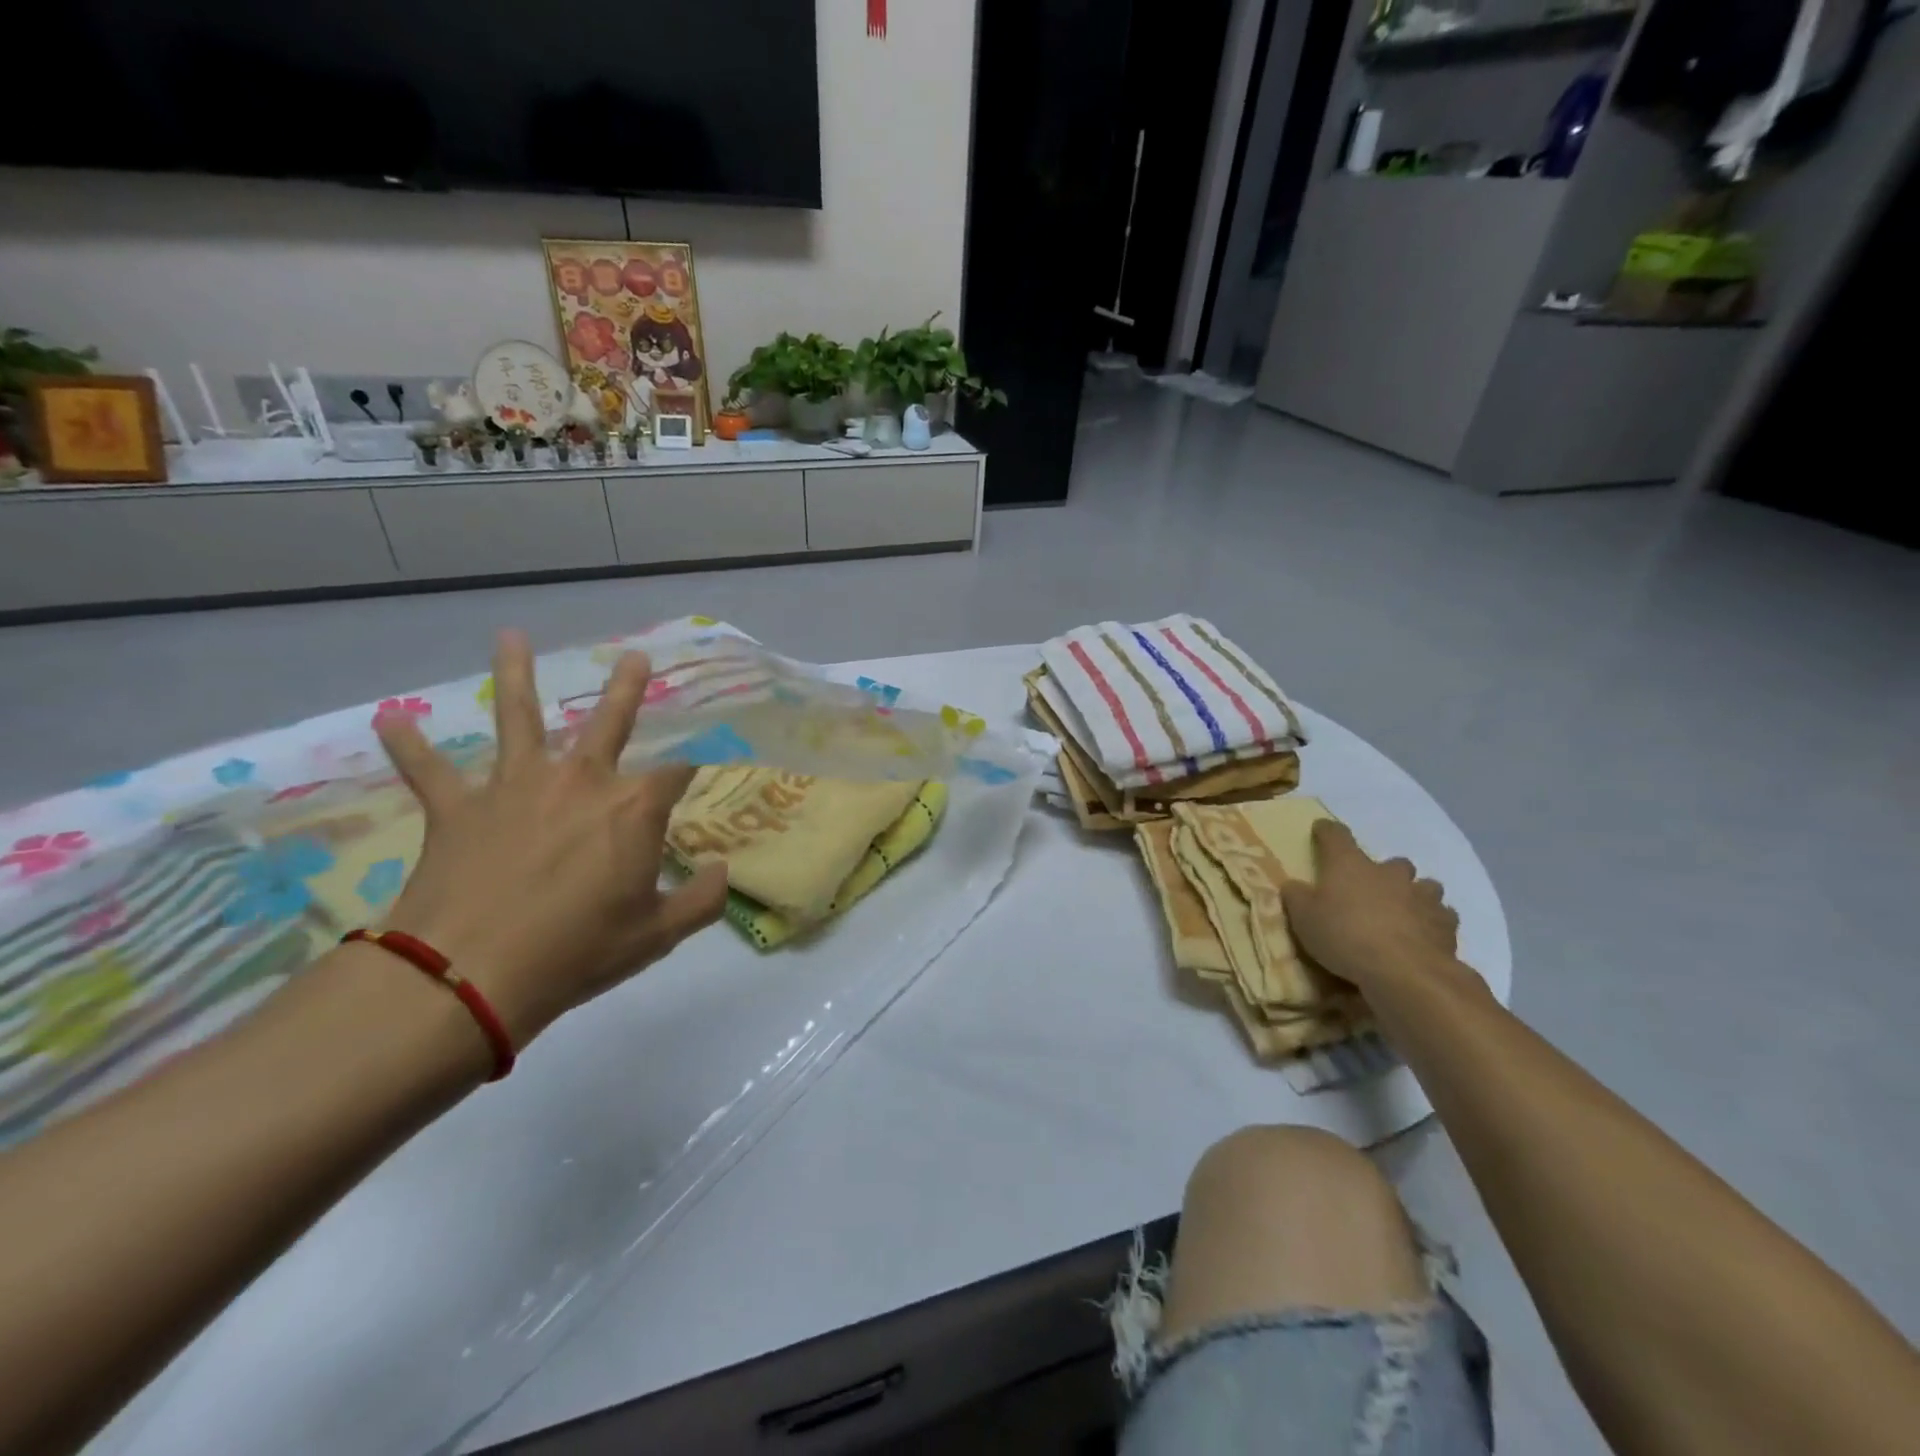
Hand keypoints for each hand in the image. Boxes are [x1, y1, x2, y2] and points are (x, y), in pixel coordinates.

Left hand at [373, 631, 727, 1049]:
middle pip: (609, 723)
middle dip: (627, 689)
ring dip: (514, 675)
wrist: (469, 976)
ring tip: (510, 636)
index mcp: (633, 808)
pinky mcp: (458, 809)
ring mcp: (515, 787)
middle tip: (636, 657)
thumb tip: (722, 872)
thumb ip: (701, 900)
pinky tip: (389, 719)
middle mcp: (579, 781)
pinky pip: (429, 771)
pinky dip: (410, 746)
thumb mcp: (657, 934)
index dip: (694, 771)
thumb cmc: (577, 952)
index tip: (702, 770)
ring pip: (517, 719)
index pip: (677, 774)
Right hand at [1281, 820, 1459, 991]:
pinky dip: (1434, 922)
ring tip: (1405, 911)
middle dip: (1386, 871)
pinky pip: (1443, 916)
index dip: (1327, 831)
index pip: (1336, 836)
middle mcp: (1389, 873)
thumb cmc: (1344, 936)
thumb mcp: (1303, 918)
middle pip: (1393, 862)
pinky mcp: (1446, 925)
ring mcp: (1422, 897)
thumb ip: (1297, 898)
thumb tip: (1294, 886)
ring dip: (1416, 894)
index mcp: (1350, 865)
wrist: (1404, 970)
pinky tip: (1425, 935)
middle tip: (1373, 888)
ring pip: (1426, 886)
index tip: (1321, 829)